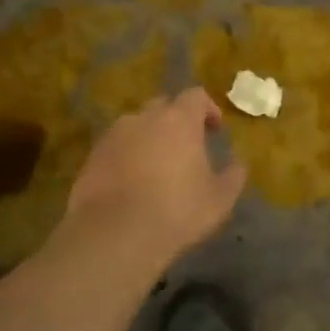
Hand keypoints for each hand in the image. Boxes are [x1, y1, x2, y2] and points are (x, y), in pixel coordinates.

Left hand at [64, 88, 247, 262]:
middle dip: (176, 121)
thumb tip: (238, 165)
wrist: (115, 234)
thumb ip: (233, 177)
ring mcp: (113, 136)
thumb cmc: (177, 211)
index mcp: (179, 120)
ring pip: (136, 127)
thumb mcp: (219, 199)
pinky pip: (115, 149)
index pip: (196, 96)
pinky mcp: (91, 158)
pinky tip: (132, 184)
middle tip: (185, 148)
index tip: (214, 130)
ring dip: (149, 139)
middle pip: (163, 107)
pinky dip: (126, 157)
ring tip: (156, 168)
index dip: (208, 109)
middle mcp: (143, 118)